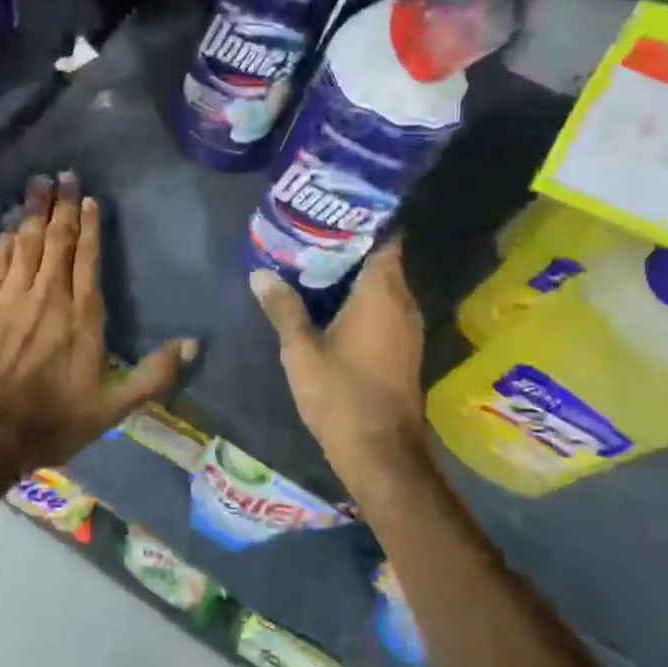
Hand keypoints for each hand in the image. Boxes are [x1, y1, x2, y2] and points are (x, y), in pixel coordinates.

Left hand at [0, 173, 197, 472]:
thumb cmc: (52, 420)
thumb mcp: (112, 407)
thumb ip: (153, 375)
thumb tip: (192, 343)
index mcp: (82, 314)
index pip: (88, 257)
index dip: (90, 225)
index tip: (88, 198)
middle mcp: (48, 295)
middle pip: (56, 240)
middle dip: (60, 206)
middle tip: (61, 175)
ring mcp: (10, 297)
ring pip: (24, 243)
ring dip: (31, 212)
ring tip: (36, 185)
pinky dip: (2, 242)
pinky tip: (6, 229)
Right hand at [251, 242, 428, 497]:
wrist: (382, 454)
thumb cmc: (342, 396)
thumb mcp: (301, 351)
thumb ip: (282, 308)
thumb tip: (260, 274)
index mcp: (382, 294)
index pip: (384, 238)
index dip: (361, 221)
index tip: (330, 212)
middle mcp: (402, 303)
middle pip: (381, 259)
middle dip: (348, 246)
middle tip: (309, 234)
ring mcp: (407, 327)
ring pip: (382, 286)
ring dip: (352, 275)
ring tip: (311, 263)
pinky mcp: (403, 347)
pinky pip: (383, 308)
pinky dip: (360, 299)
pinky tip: (328, 304)